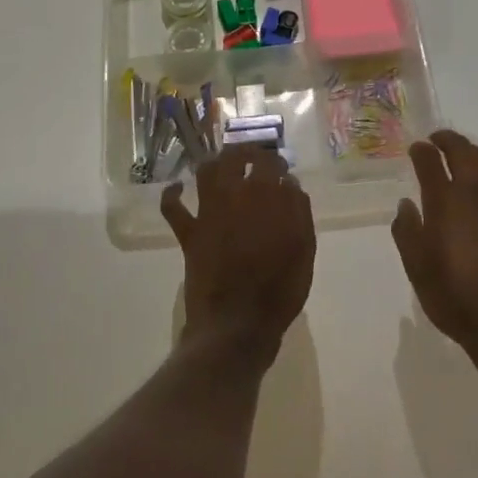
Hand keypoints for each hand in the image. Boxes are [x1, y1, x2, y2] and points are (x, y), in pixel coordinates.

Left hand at [162, 147, 314, 367]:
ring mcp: (209, 212)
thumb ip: (299, 212)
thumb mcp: (304, 251)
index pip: (273, 164)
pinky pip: (173, 208)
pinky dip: (172, 195)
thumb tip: (290, 184)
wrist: (238, 324)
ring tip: (223, 164)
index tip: (282, 172)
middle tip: (255, 160)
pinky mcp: (190, 232)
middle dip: (248, 153)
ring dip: (216, 162)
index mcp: (269, 197)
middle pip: (238, 157)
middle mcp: (237, 194)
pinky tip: (177, 188)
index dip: (277, 164)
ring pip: (207, 170)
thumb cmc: (279, 291)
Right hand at [392, 130, 477, 362]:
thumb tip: (406, 204)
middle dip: (447, 140)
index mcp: (442, 202)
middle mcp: (472, 193)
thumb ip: (407, 232)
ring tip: (463, 154)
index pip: (429, 162)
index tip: (415, 149)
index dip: (421, 151)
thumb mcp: (417, 269)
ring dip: (472, 151)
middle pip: (461, 151)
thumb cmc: (455, 298)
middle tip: (437, 140)